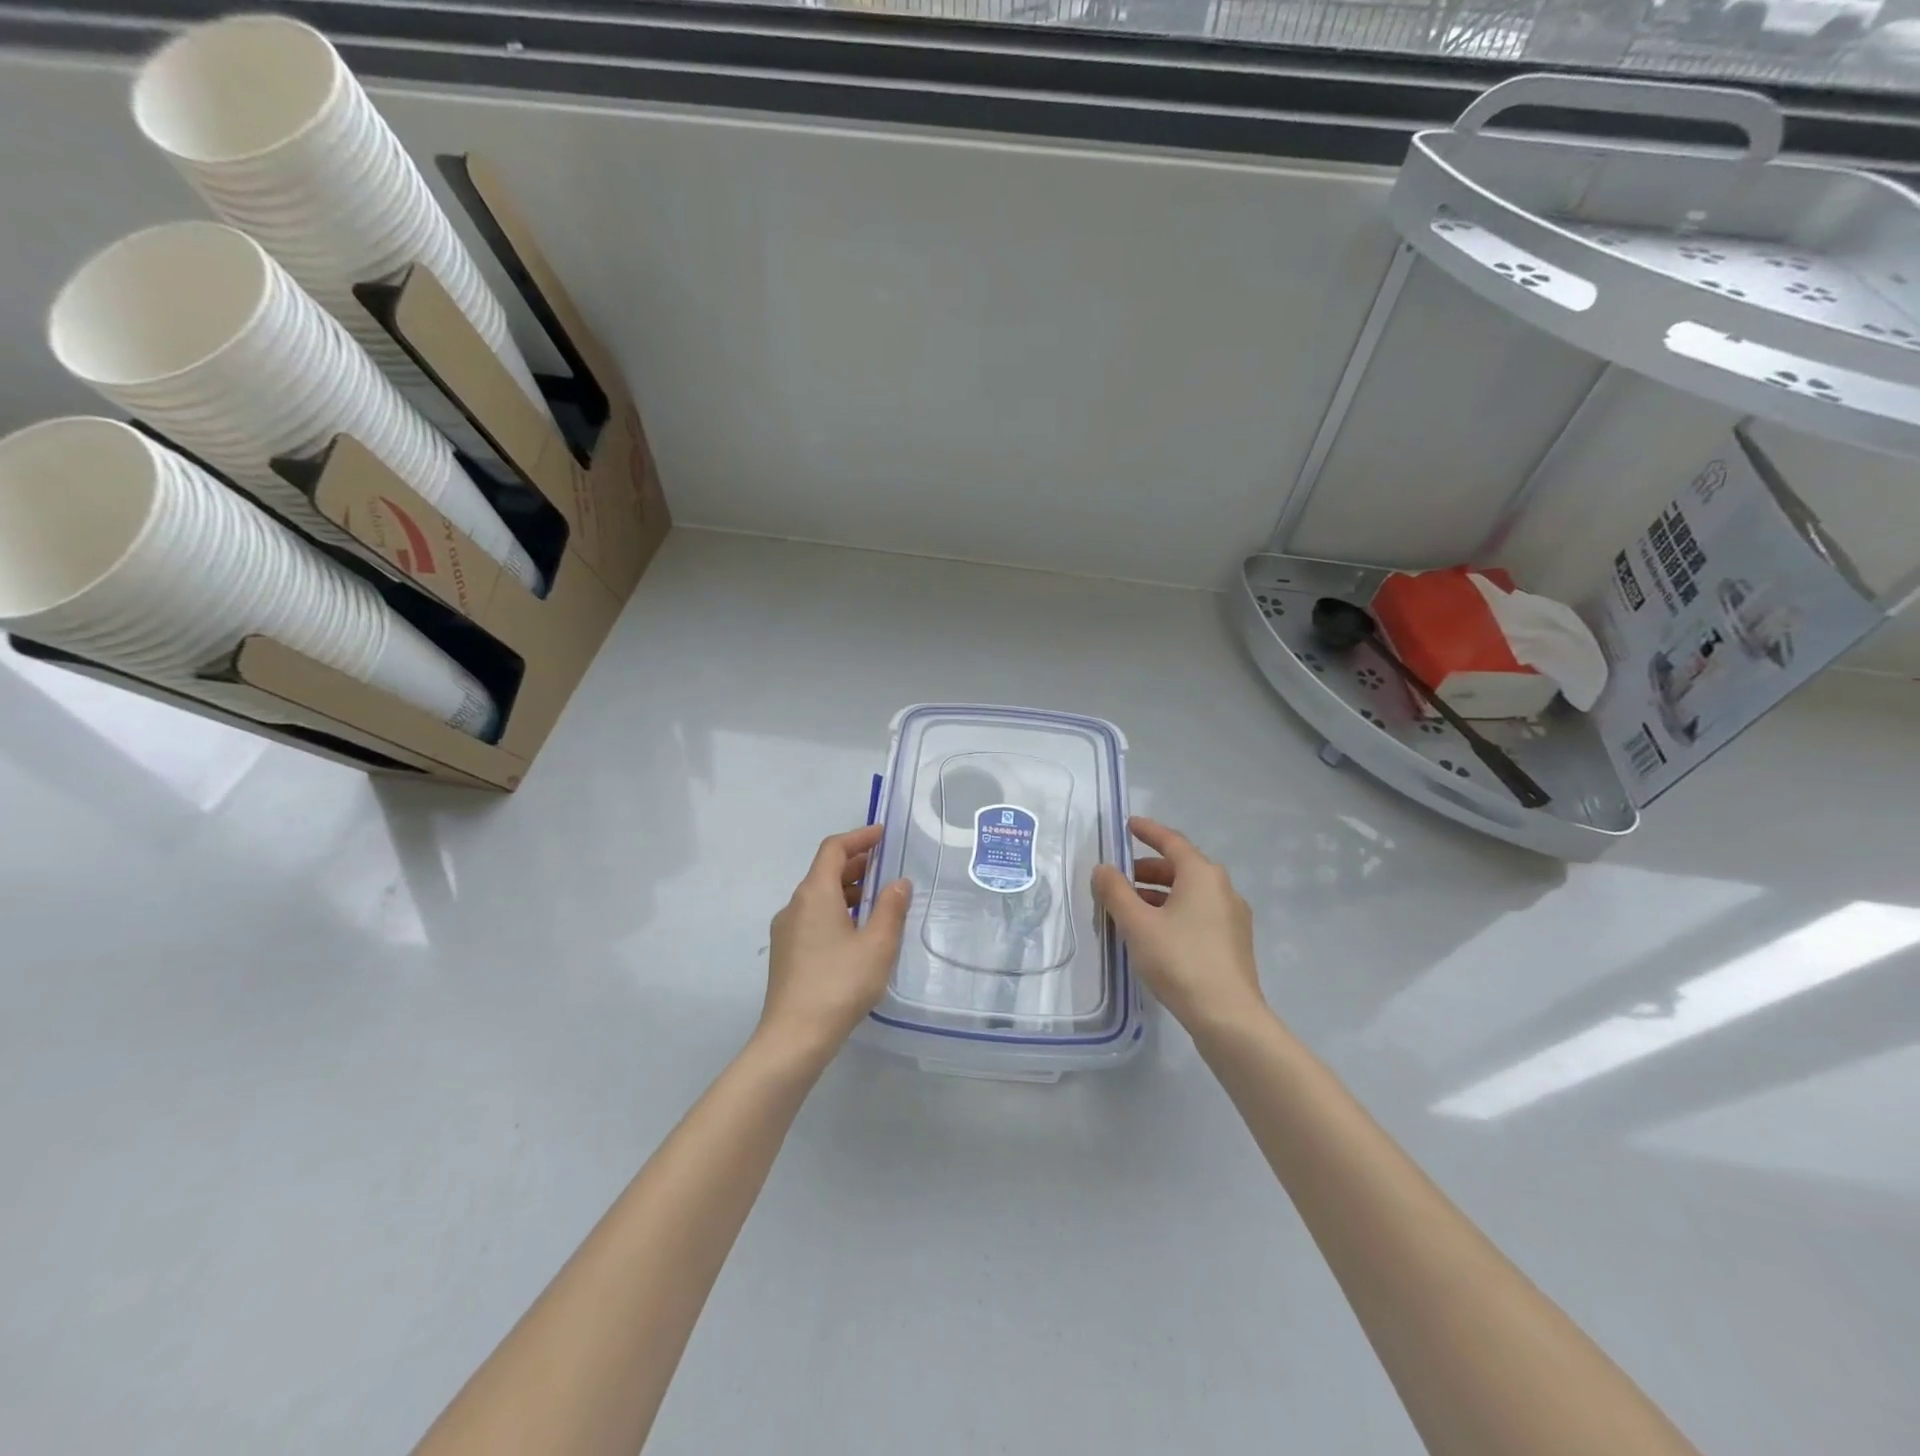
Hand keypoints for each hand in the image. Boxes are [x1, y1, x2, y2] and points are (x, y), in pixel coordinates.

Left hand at [759, 825, 911, 1061]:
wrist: (794, 1037)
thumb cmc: (840, 983)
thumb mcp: (878, 944)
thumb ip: (891, 908)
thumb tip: (898, 883)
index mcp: (815, 893)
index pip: (834, 849)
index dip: (859, 837)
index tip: (883, 835)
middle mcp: (795, 905)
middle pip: (825, 871)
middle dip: (856, 865)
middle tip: (887, 868)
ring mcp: (786, 931)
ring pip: (819, 897)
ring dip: (848, 891)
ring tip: (879, 902)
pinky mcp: (786, 954)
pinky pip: (813, 918)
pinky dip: (837, 912)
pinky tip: (857, 934)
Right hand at [1092, 816, 1264, 1030]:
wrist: (1227, 1016)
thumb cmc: (1179, 960)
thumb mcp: (1137, 923)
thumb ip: (1115, 892)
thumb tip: (1103, 869)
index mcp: (1202, 875)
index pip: (1171, 842)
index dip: (1148, 831)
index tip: (1128, 825)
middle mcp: (1222, 888)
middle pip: (1181, 867)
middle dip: (1148, 869)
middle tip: (1120, 877)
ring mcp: (1232, 917)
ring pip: (1189, 893)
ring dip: (1159, 894)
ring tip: (1129, 909)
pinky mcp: (1233, 943)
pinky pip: (1198, 913)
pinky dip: (1173, 911)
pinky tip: (1154, 933)